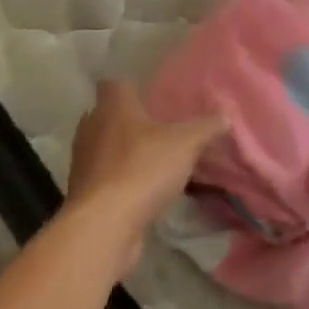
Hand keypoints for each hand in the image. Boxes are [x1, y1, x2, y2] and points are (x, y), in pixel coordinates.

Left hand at [66, 81, 226, 278]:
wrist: (104, 225)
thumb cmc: (142, 168)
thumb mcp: (185, 144)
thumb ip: (205, 128)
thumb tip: (225, 117)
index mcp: (112, 105)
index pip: (113, 83)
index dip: (130, 87)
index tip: (148, 96)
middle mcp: (91, 126)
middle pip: (108, 116)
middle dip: (129, 122)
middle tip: (157, 129)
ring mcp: (83, 160)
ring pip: (104, 147)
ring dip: (123, 153)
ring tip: (152, 162)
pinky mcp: (84, 192)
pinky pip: (104, 177)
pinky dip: (119, 181)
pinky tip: (141, 191)